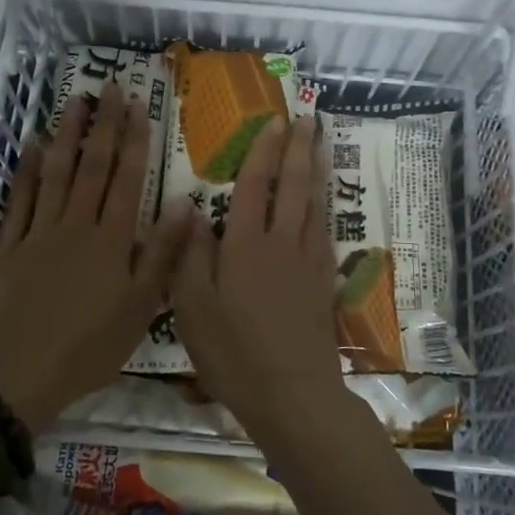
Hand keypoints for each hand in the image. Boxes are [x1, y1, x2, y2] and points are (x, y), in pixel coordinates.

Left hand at [0, 84, 190, 430]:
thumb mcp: (142, 307)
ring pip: (56, 173)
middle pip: (93, 166)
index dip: (134, 139)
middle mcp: (77, 223)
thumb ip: (164, 253)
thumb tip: (186, 205)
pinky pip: (20, 200)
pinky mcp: (10, 246)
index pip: (127, 177)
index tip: (138, 104)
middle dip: (104, 125)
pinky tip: (30, 146)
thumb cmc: (89, 346)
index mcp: (112, 238)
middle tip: (110, 87)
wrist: (17, 372)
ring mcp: (40, 231)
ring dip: (67, 135)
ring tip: (74, 102)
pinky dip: (25, 171)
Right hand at [171, 115, 349, 444]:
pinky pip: (324, 232)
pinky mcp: (323, 283)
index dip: (263, 153)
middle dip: (299, 150)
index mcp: (245, 246)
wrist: (292, 395)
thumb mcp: (192, 309)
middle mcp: (281, 243)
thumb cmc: (233, 353)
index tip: (273, 124)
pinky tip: (323, 205)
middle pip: (293, 186)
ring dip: (316, 170)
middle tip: (307, 119)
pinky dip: (324, 208)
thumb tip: (191, 210)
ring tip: (320, 145)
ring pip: (314, 205)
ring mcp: (307, 262)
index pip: (254, 187)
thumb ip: (190, 256)